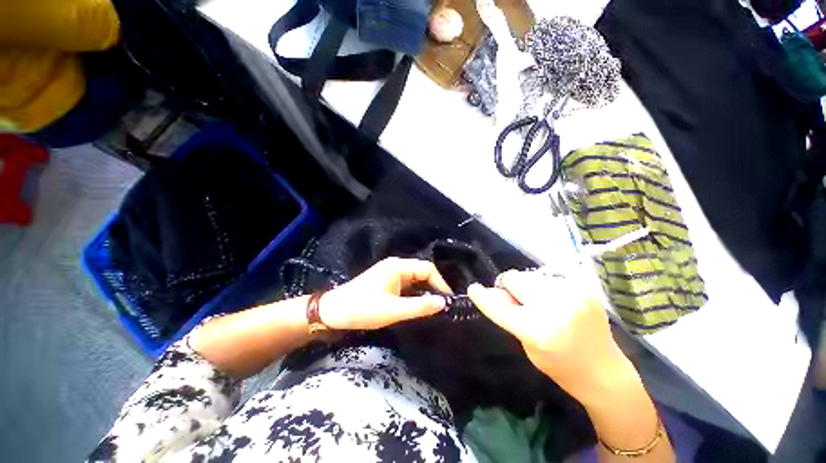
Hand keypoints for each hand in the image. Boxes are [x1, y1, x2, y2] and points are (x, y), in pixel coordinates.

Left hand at [318, 257, 451, 330]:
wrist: (333, 312)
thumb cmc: (362, 309)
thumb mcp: (393, 310)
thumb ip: (419, 306)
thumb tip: (443, 303)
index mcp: (398, 266)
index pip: (428, 269)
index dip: (440, 283)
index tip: (448, 301)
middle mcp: (397, 265)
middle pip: (423, 272)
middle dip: (434, 287)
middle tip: (443, 306)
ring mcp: (391, 273)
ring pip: (416, 279)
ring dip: (425, 291)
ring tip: (435, 308)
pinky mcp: (387, 282)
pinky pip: (408, 285)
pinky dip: (416, 294)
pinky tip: (419, 306)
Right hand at [468, 268, 632, 404]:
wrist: (606, 371)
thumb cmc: (560, 366)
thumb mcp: (527, 346)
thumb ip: (509, 316)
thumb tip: (493, 292)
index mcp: (537, 330)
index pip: (499, 306)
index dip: (483, 296)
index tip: (473, 288)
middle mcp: (553, 308)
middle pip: (514, 278)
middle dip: (509, 287)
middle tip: (517, 300)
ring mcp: (571, 294)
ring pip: (530, 275)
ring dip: (527, 286)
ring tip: (538, 302)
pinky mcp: (583, 288)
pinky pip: (548, 278)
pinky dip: (544, 287)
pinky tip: (554, 301)